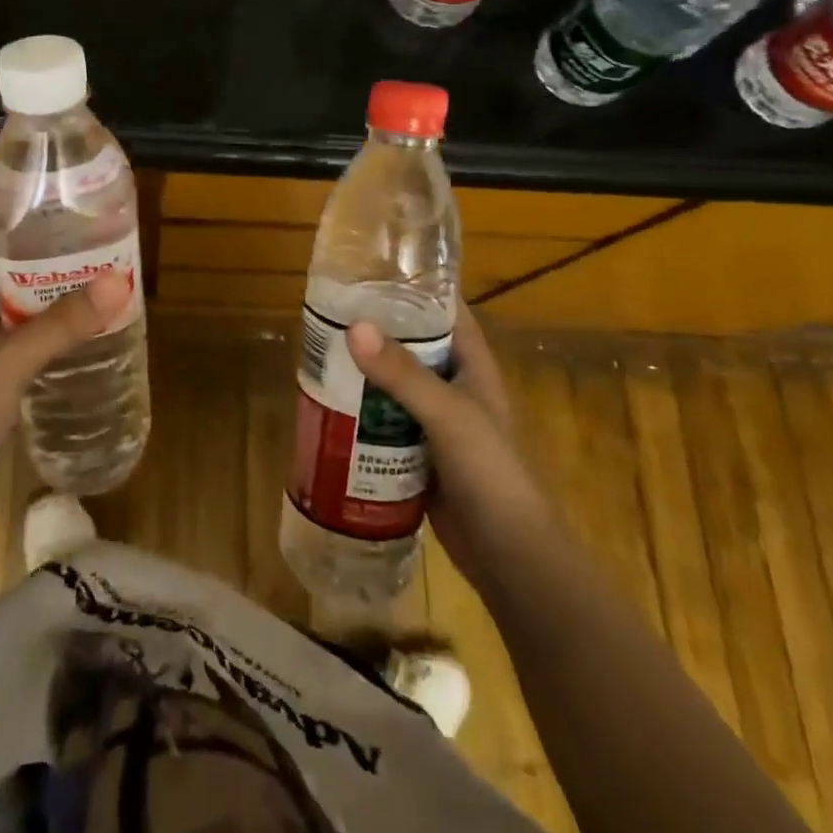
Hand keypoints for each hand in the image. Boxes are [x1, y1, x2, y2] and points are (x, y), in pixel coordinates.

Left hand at [0, 232, 127, 595]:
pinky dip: (53, 332)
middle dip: (47, 256)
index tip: (63, 206)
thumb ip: (60, 324)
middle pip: (6, 273)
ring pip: (19, 310)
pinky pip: (26, 344)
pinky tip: (87, 334)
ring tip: (102, 279)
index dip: (15, 220)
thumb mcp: (6, 365)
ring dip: (54, 295)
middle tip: (97, 242)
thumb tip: (118, 280)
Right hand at [346, 305, 552, 597]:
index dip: (414, 290)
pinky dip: (364, 416)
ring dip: (365, 376)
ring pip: (396, 388)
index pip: (445, 312)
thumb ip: (402, 373)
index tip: (371, 273)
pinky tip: (331, 410)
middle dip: (377, 333)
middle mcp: (457, 388)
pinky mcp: (422, 458)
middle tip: (330, 316)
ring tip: (321, 356)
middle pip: (413, 348)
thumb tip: (354, 327)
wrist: (511, 559)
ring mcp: (439, 425)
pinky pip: (387, 426)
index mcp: (473, 366)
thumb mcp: (447, 415)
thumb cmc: (491, 473)